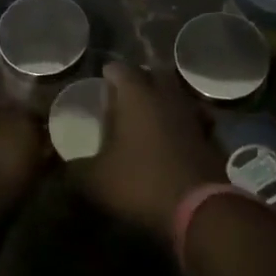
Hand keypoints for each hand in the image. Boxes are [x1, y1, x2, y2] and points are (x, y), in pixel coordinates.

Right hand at [74, 62, 225, 235]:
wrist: (199, 206)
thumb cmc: (141, 182)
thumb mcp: (97, 180)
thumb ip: (76, 169)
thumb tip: (65, 167)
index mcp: (136, 94)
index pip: (120, 69)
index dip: (109, 73)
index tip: (102, 80)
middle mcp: (165, 94)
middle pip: (152, 73)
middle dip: (139, 79)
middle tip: (125, 94)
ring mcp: (191, 112)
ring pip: (174, 93)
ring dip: (162, 99)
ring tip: (148, 114)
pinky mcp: (209, 134)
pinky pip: (193, 117)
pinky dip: (182, 121)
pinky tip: (174, 136)